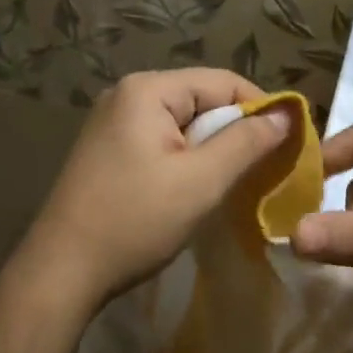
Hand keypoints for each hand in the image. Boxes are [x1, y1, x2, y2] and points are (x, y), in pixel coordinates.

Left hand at [19, 69, 293, 315]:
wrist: (62, 270)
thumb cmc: (135, 221)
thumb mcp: (201, 181)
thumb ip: (247, 142)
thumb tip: (287, 113)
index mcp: (147, 90)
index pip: (222, 82)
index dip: (261, 109)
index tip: (290, 144)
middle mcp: (125, 95)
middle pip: (201, 100)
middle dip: (235, 132)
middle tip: (262, 171)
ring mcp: (111, 123)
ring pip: (182, 125)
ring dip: (211, 151)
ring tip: (232, 184)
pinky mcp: (106, 151)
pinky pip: (160, 143)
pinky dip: (185, 161)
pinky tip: (193, 190)